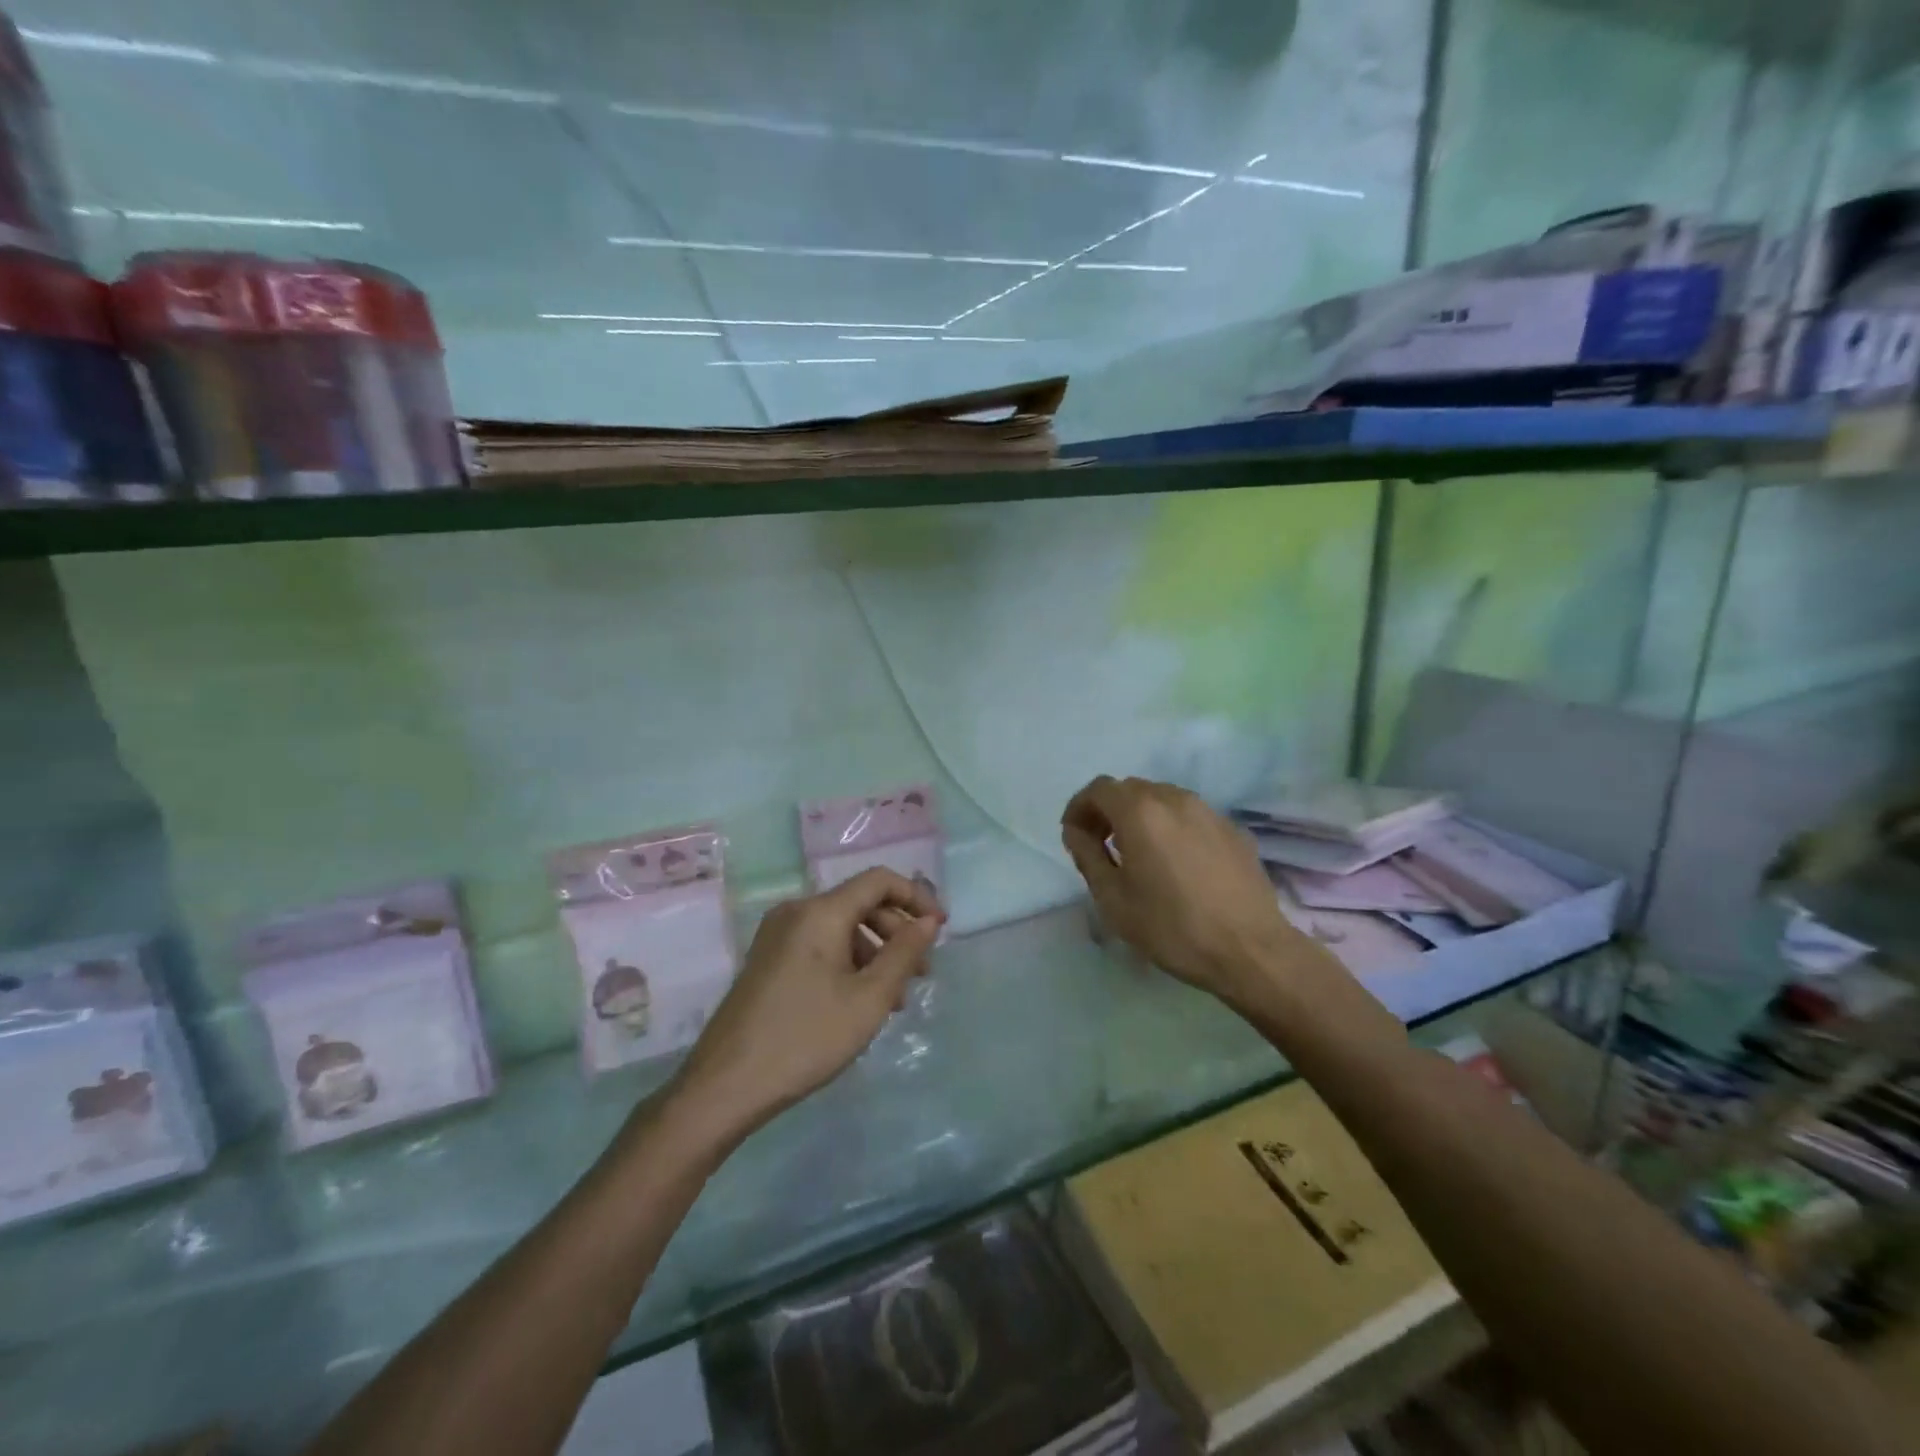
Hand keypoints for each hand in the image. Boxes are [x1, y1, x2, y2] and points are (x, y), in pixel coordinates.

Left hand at [670, 868, 944, 1144]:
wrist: (725, 1086)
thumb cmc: (805, 1038)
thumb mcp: (869, 999)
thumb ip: (904, 953)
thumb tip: (929, 921)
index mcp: (820, 912)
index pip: (879, 881)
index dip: (916, 897)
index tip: (940, 930)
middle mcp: (796, 911)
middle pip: (860, 903)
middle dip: (897, 931)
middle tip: (922, 973)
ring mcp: (777, 935)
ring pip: (841, 927)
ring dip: (875, 952)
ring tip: (894, 999)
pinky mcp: (769, 960)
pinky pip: (820, 945)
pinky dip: (849, 962)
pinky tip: (860, 1002)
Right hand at [1061, 775, 1307, 1007]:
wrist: (1250, 950)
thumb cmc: (1172, 927)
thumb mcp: (1113, 899)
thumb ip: (1087, 855)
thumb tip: (1076, 831)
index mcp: (1140, 812)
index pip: (1099, 789)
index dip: (1079, 807)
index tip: (1074, 835)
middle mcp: (1175, 799)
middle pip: (1131, 790)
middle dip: (1109, 811)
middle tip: (1101, 846)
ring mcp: (1209, 811)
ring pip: (1163, 799)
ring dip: (1141, 818)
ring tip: (1139, 855)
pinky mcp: (1233, 830)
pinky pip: (1191, 817)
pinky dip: (1173, 829)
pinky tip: (1177, 865)